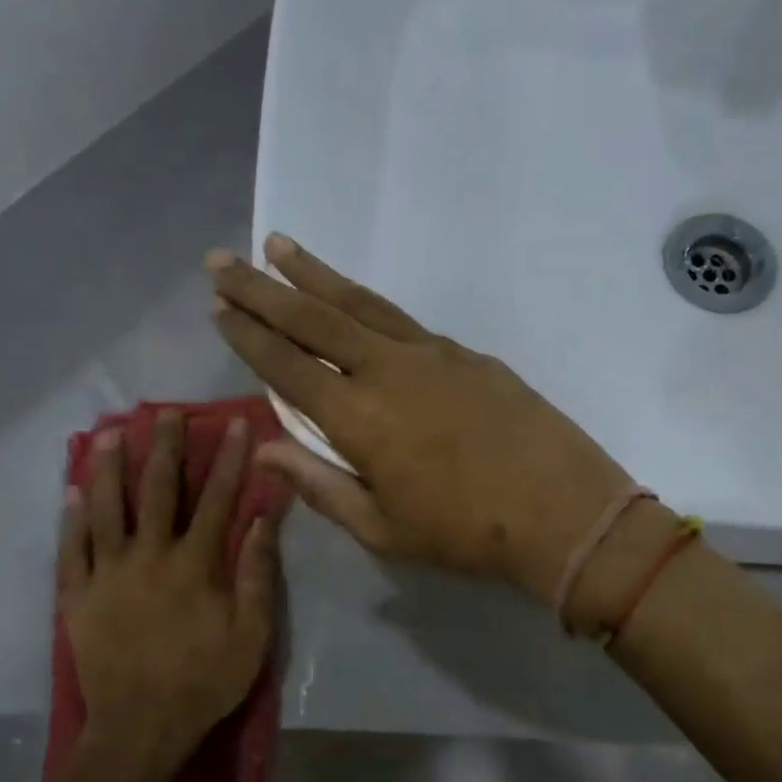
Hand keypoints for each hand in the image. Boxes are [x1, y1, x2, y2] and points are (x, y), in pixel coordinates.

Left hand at [60, 412, 279, 781]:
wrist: (141, 728)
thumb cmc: (205, 681)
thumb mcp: (252, 633)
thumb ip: (257, 572)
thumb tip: (264, 517)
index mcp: (194, 564)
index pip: (217, 499)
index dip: (229, 459)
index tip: (235, 424)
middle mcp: (149, 556)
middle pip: (157, 490)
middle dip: (164, 447)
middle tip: (165, 413)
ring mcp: (107, 574)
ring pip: (106, 509)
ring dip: (110, 468)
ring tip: (111, 434)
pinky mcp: (78, 596)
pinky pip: (71, 549)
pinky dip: (70, 519)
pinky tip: (71, 492)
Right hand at [207, 234, 633, 602]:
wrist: (564, 513)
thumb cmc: (465, 535)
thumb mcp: (382, 529)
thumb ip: (320, 485)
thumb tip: (266, 450)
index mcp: (360, 419)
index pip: (288, 367)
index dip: (249, 337)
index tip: (218, 308)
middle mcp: (388, 370)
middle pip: (314, 318)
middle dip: (262, 288)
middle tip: (222, 259)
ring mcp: (432, 354)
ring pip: (360, 303)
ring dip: (314, 274)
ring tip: (279, 246)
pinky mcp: (467, 353)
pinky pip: (403, 320)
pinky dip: (367, 303)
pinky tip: (354, 300)